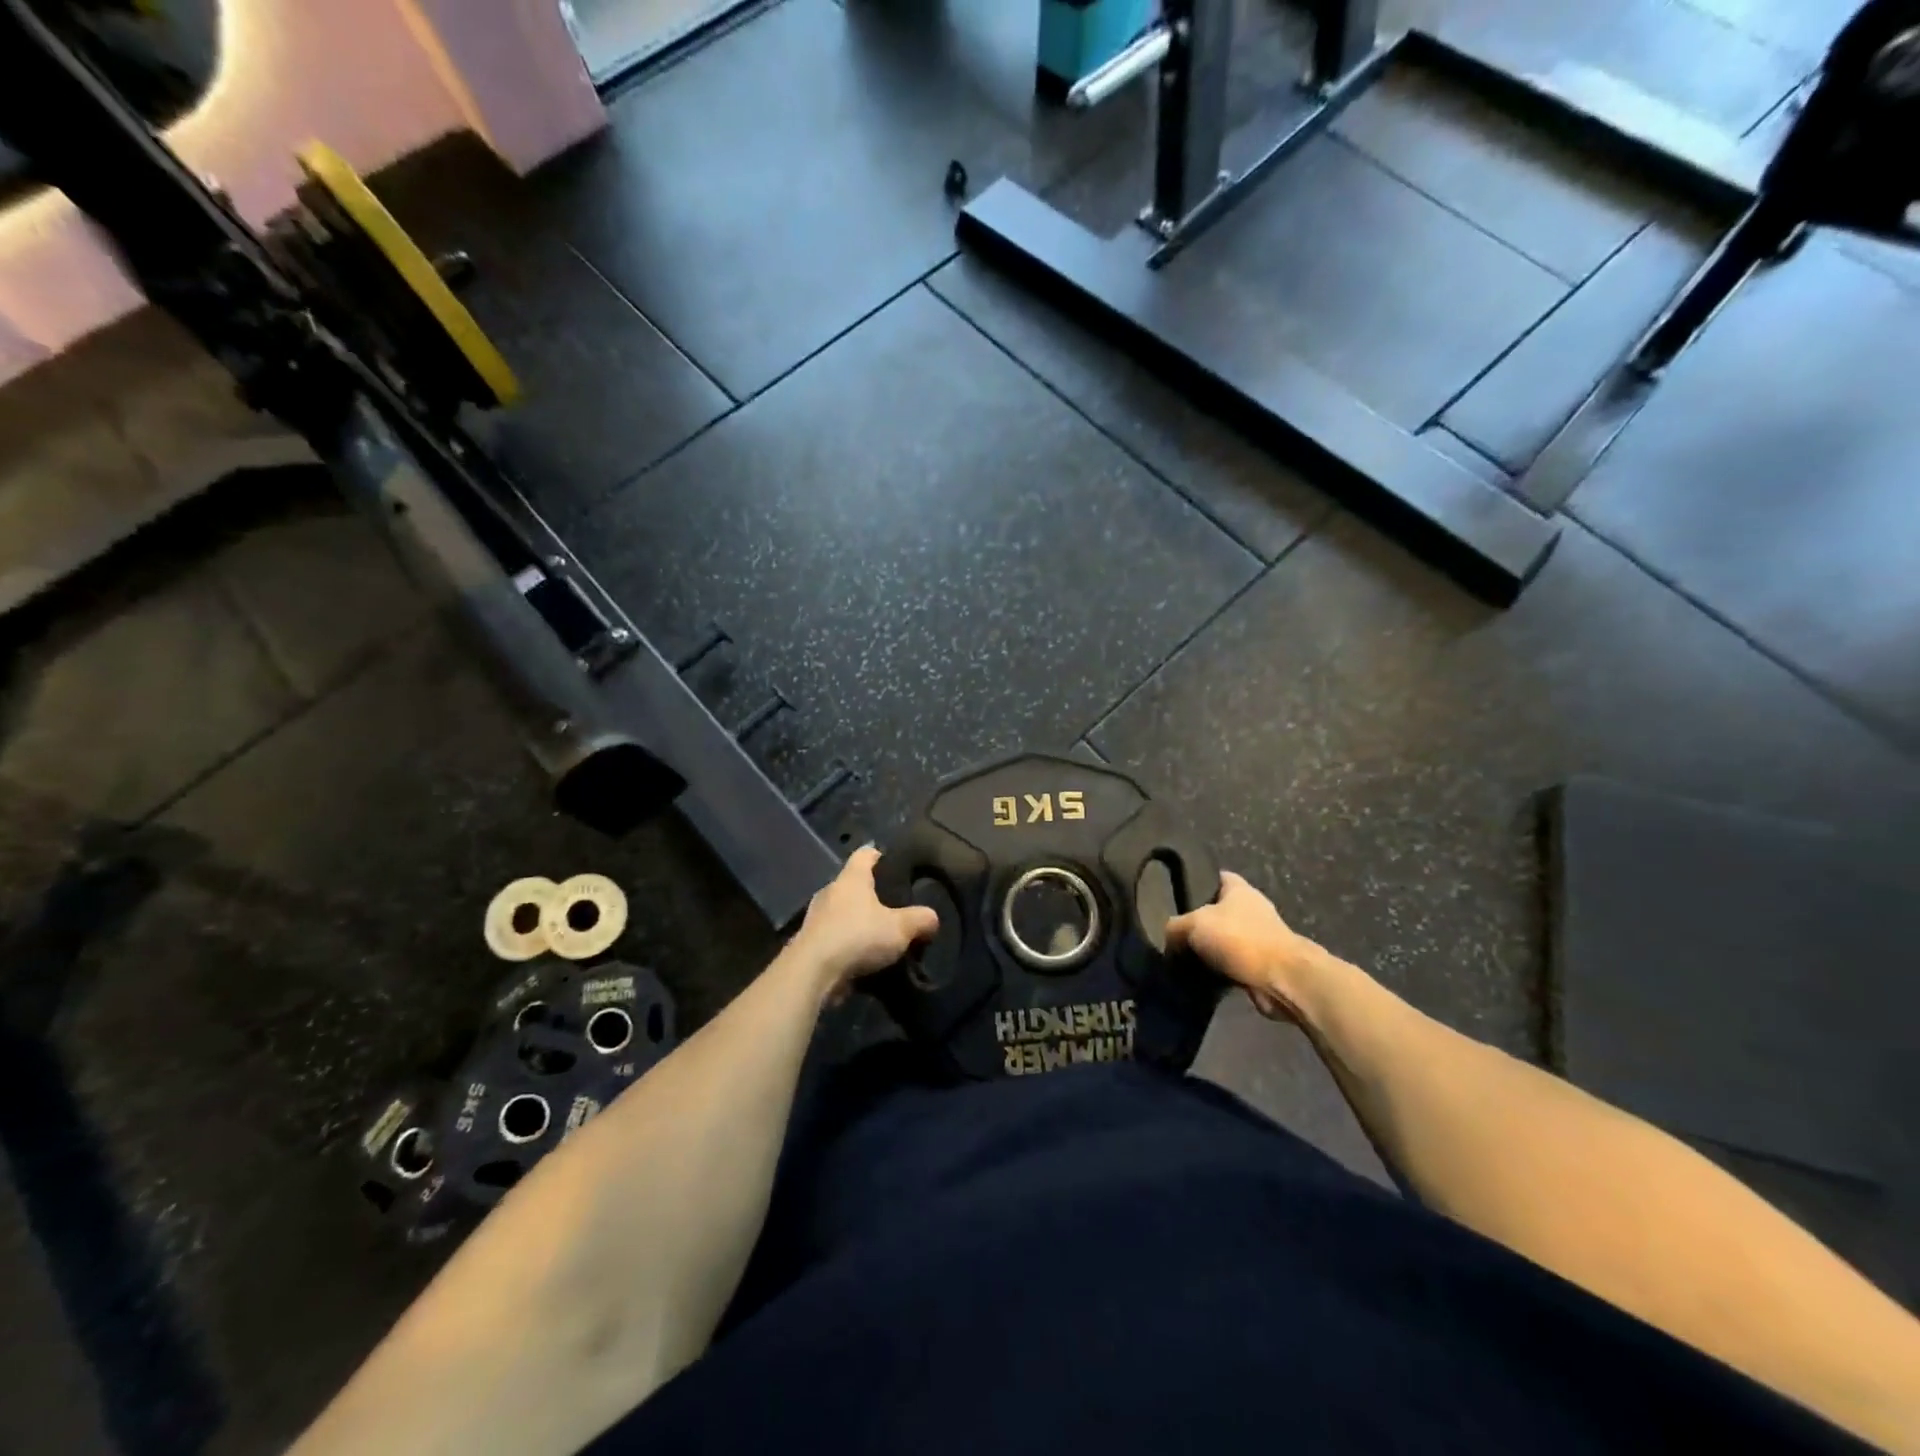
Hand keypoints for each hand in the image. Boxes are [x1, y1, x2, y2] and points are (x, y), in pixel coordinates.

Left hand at [788, 846, 939, 998]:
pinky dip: (847, 945)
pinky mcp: (809, 943)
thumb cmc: (858, 936)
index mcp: (851, 878)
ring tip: (880, 938)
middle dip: (872, 896)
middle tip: (895, 909)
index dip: (881, 856)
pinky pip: (834, 937)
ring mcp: (816, 917)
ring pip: (842, 913)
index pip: (866, 854)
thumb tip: (932, 918)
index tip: (895, 866)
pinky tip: (862, 959)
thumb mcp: (900, 928)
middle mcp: (830, 891)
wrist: (812, 972)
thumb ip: (921, 920)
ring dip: (858, 923)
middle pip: (853, 885)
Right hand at [1165, 872, 1324, 1023]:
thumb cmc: (1240, 939)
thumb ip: (1174, 926)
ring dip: (1207, 949)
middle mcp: (1251, 909)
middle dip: (1198, 921)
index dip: (1197, 881)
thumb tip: (1167, 938)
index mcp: (1240, 889)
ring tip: (1180, 957)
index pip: (1216, 876)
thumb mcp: (1194, 924)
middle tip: (1172, 931)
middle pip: (1218, 910)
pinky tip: (1197, 977)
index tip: (1175, 893)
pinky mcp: (1260, 964)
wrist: (1282, 979)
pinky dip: (1217, 970)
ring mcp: (1259, 937)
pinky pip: (1231, 963)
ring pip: (1223, 939)